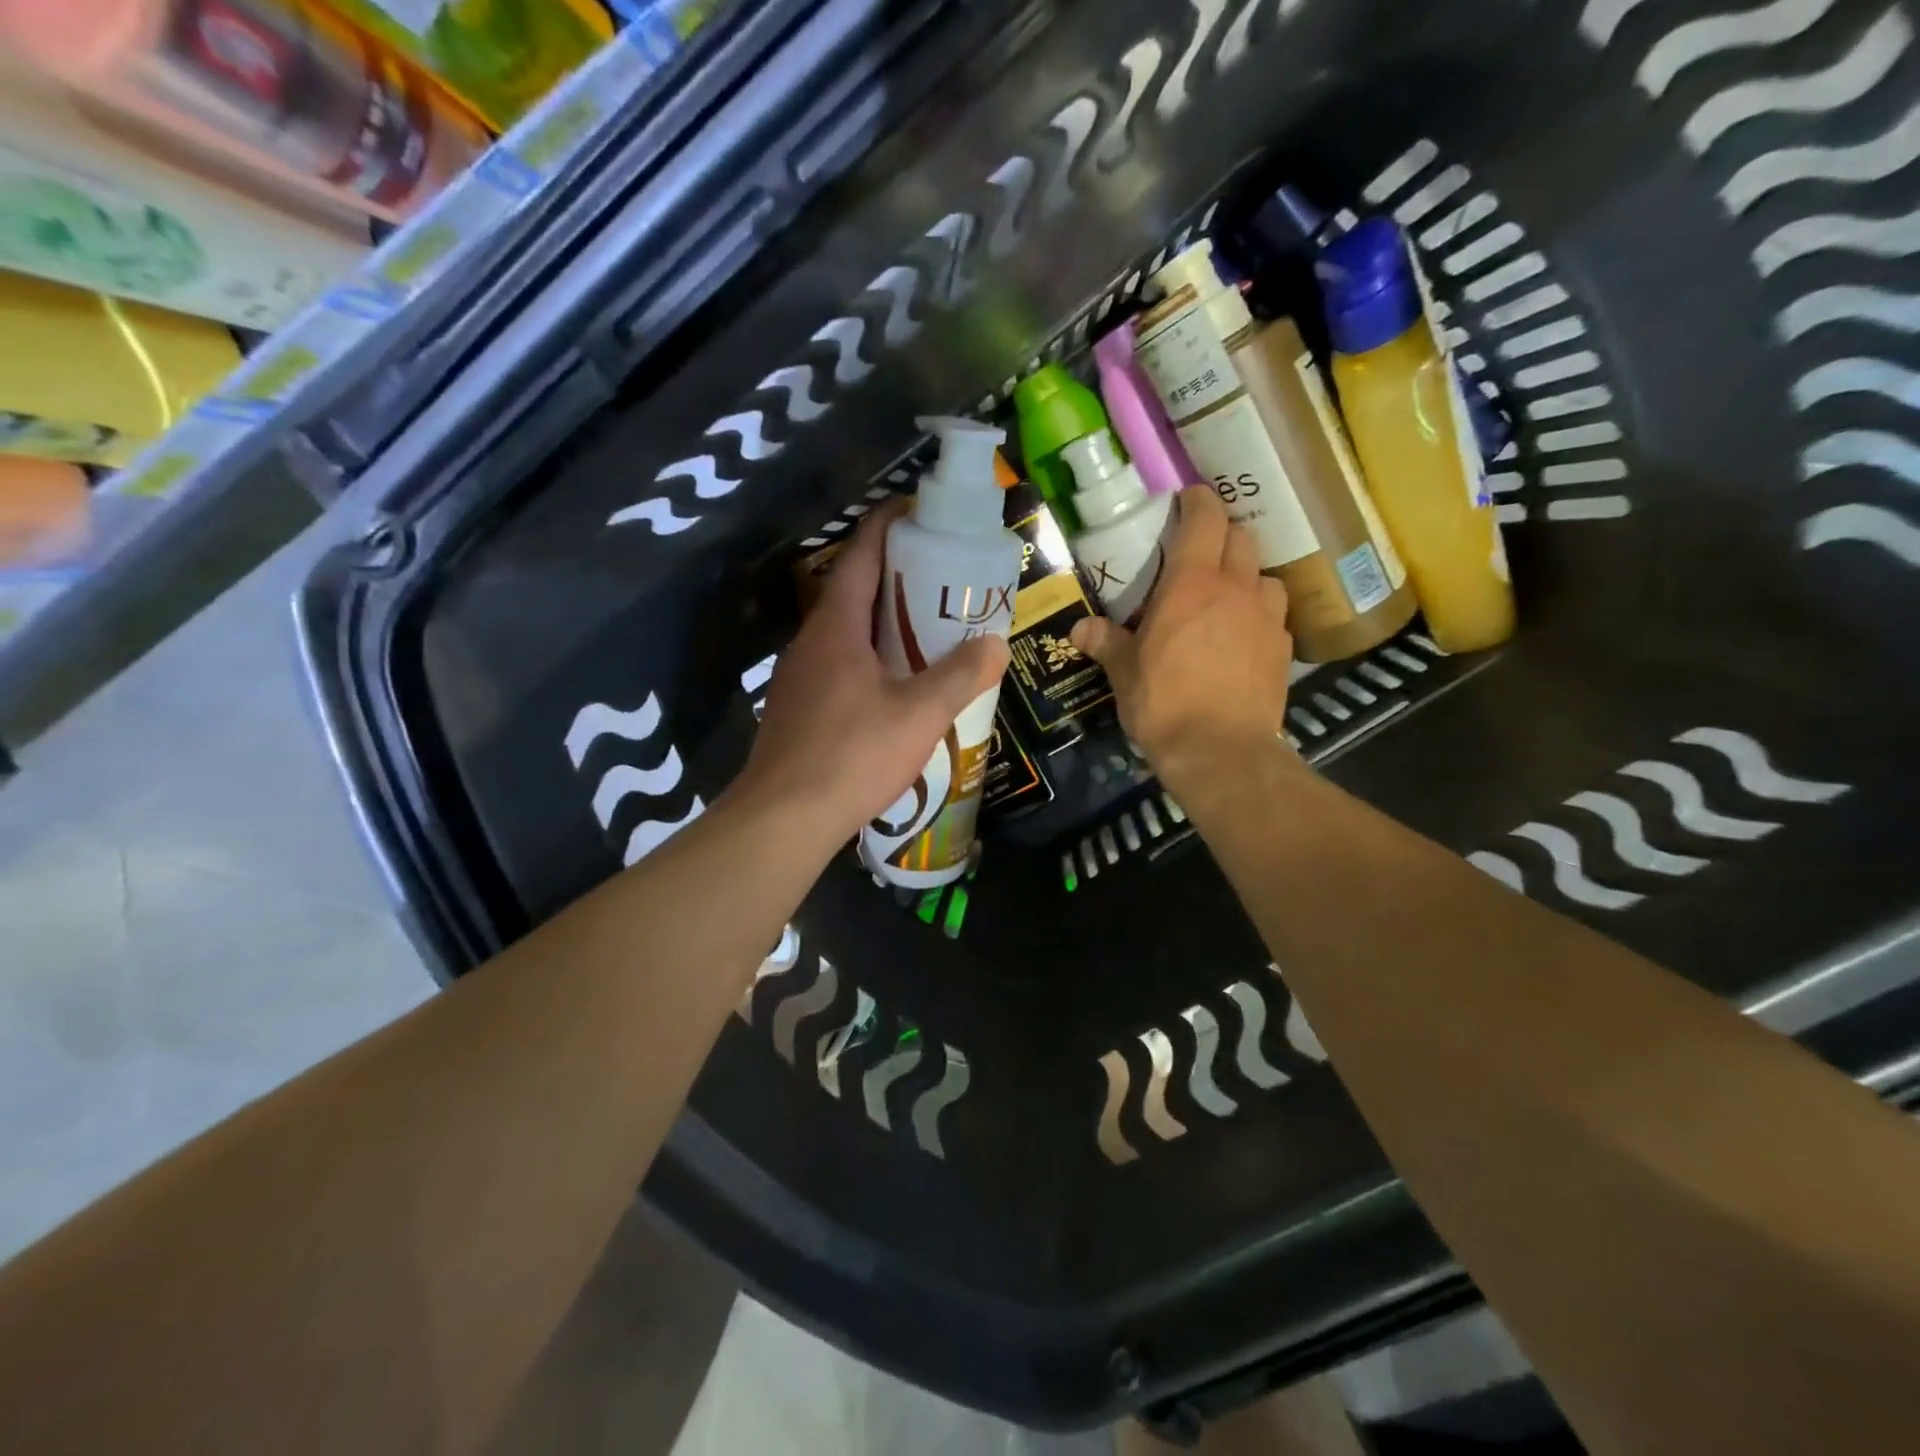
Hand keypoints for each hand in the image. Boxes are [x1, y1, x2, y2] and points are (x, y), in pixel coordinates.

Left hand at [732, 499, 1010, 848]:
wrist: (784, 818)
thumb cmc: (852, 755)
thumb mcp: (918, 714)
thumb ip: (960, 675)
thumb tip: (995, 643)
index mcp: (836, 626)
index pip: (862, 554)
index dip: (889, 525)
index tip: (921, 511)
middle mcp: (812, 641)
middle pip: (854, 589)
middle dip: (897, 575)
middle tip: (944, 575)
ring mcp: (800, 675)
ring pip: (846, 631)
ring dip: (883, 620)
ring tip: (929, 627)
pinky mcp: (800, 707)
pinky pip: (840, 663)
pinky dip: (871, 656)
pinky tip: (897, 684)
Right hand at [1069, 485, 1293, 786]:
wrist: (1221, 752)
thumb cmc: (1164, 704)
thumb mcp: (1124, 673)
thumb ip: (1105, 643)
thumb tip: (1079, 629)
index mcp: (1192, 585)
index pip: (1205, 519)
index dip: (1198, 502)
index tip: (1187, 500)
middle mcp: (1236, 590)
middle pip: (1241, 537)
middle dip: (1222, 534)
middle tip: (1200, 551)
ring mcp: (1267, 618)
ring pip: (1265, 574)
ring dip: (1247, 574)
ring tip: (1227, 595)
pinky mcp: (1283, 648)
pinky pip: (1275, 614)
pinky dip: (1259, 612)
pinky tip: (1243, 636)